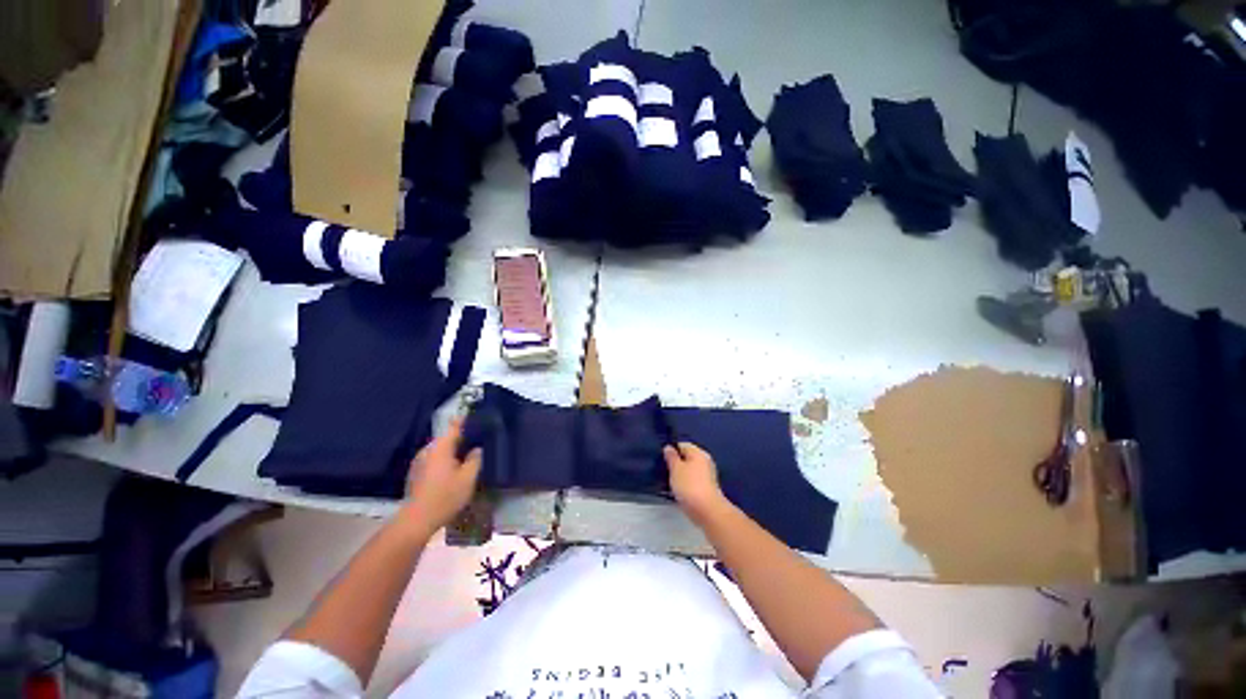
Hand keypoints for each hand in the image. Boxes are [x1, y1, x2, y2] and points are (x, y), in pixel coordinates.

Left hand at [401, 418, 481, 537]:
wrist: (416, 520)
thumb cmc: (445, 496)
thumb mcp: (468, 478)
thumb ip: (475, 459)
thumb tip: (476, 449)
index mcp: (440, 447)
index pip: (454, 426)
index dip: (465, 420)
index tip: (476, 416)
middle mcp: (427, 450)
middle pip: (446, 439)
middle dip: (460, 439)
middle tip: (476, 441)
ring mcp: (418, 462)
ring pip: (439, 451)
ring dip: (452, 451)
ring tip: (466, 456)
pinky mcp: (415, 474)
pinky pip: (433, 461)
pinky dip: (444, 461)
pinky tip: (452, 471)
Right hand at [663, 442, 728, 524]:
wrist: (707, 511)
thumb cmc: (689, 486)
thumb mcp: (675, 469)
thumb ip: (671, 457)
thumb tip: (669, 447)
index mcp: (698, 453)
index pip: (682, 445)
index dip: (671, 450)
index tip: (662, 459)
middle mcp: (705, 461)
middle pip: (687, 458)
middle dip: (676, 464)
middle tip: (664, 471)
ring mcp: (708, 476)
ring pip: (690, 470)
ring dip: (681, 475)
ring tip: (670, 482)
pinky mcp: (708, 489)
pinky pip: (693, 481)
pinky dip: (686, 485)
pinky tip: (679, 491)